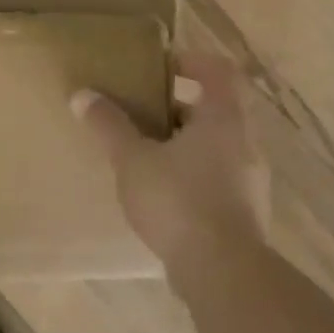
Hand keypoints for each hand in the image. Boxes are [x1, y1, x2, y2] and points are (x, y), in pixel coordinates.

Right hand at [72, 52, 268, 289]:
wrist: (222, 271)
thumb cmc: (178, 200)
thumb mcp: (133, 159)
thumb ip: (109, 125)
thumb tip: (82, 95)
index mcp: (224, 117)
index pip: (219, 70)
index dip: (192, 60)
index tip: (162, 64)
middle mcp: (246, 142)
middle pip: (218, 108)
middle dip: (180, 105)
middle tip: (145, 109)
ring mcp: (251, 179)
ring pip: (218, 145)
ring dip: (186, 142)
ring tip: (147, 152)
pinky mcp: (246, 211)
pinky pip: (219, 177)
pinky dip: (194, 173)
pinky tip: (163, 192)